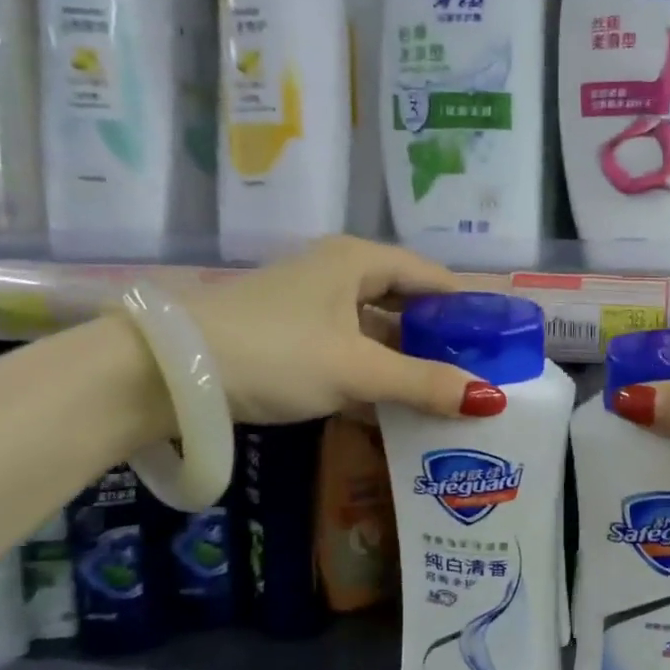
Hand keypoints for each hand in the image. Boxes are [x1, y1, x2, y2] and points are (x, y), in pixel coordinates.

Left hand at [173, 237, 502, 424]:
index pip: (433, 278)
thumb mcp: (356, 369)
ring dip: (409, 363)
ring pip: (378, 333)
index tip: (503, 343)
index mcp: (358, 261)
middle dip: (443, 340)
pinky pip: (352, 354)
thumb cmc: (274, 352)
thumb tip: (491, 401)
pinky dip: (376, 377)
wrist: (166, 372)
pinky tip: (398, 408)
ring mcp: (313, 309)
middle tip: (482, 376)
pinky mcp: (293, 341)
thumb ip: (424, 384)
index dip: (470, 309)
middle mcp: (338, 275)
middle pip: (407, 305)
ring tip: (450, 397)